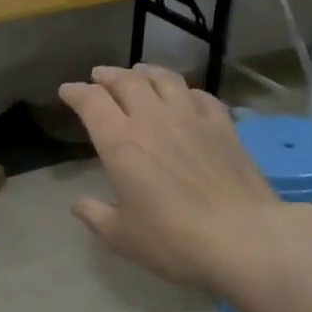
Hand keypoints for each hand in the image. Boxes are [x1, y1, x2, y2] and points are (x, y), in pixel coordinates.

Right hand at [57, 65, 280, 293]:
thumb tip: (78, 206)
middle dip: (108, 75)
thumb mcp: (123, 236)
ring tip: (139, 73)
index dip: (75, 92)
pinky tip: (186, 96)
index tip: (67, 90)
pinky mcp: (224, 127)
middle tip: (99, 76)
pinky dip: (186, 91)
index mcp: (119, 142)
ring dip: (146, 72)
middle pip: (126, 81)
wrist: (243, 238)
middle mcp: (152, 119)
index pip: (91, 101)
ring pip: (164, 79)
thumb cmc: (173, 239)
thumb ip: (97, 216)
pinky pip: (201, 96)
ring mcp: (191, 118)